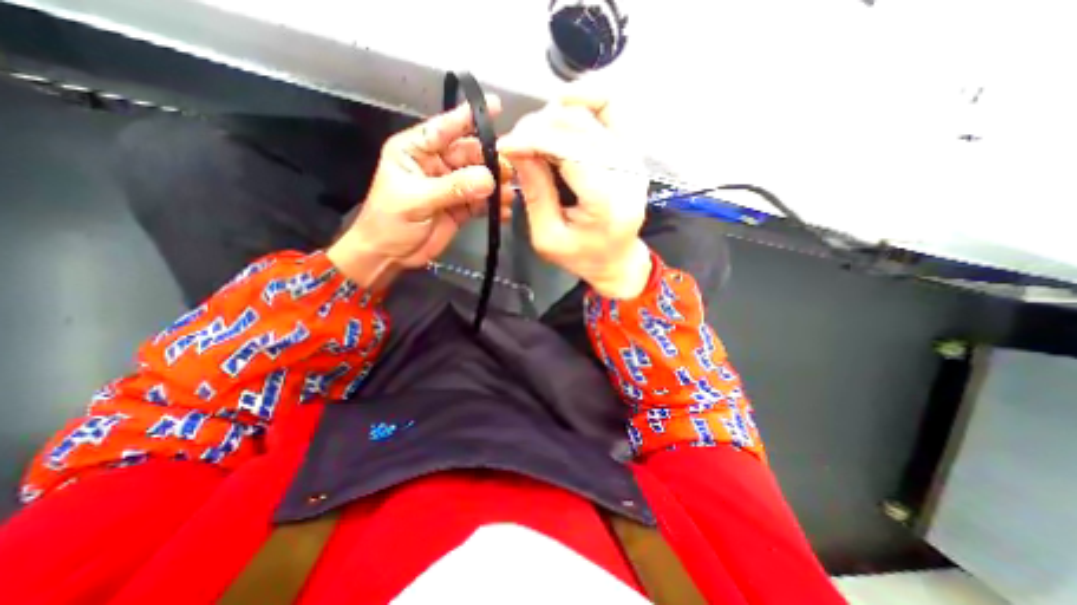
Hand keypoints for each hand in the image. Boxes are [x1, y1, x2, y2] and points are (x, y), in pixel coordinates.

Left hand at [329, 96, 511, 290]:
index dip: (469, 117)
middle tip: (508, 171)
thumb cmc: (390, 222)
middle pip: (469, 154)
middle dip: (490, 160)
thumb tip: (489, 179)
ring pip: (479, 179)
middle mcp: (436, 165)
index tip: (497, 107)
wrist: (389, 255)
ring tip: (508, 194)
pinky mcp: (460, 207)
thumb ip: (453, 188)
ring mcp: (450, 187)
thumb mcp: (417, 200)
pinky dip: (493, 206)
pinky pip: (481, 202)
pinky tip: (503, 211)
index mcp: (416, 151)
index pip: (444, 128)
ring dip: (495, 185)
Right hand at [496, 92, 646, 297]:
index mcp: (605, 201)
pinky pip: (610, 108)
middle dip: (538, 127)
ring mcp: (633, 158)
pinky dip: (584, 100)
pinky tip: (562, 109)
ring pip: (592, 112)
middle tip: (516, 143)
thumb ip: (535, 191)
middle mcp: (626, 173)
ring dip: (556, 115)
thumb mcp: (548, 236)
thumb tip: (517, 148)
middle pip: (579, 126)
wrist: (617, 260)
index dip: (532, 139)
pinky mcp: (632, 151)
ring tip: (535, 135)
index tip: (505, 145)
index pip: (569, 149)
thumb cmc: (581, 256)